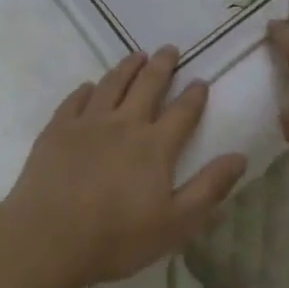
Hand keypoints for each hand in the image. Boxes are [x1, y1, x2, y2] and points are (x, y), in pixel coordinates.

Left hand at [0, 47, 247, 287]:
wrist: (48, 238)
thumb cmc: (117, 238)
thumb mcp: (176, 223)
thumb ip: (209, 188)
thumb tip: (240, 156)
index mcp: (155, 145)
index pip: (182, 111)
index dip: (194, 94)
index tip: (200, 80)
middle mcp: (124, 123)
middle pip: (147, 85)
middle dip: (162, 65)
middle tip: (169, 49)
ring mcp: (88, 122)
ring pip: (112, 84)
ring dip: (127, 67)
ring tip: (136, 55)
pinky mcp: (57, 129)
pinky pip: (75, 99)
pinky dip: (87, 89)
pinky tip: (90, 87)